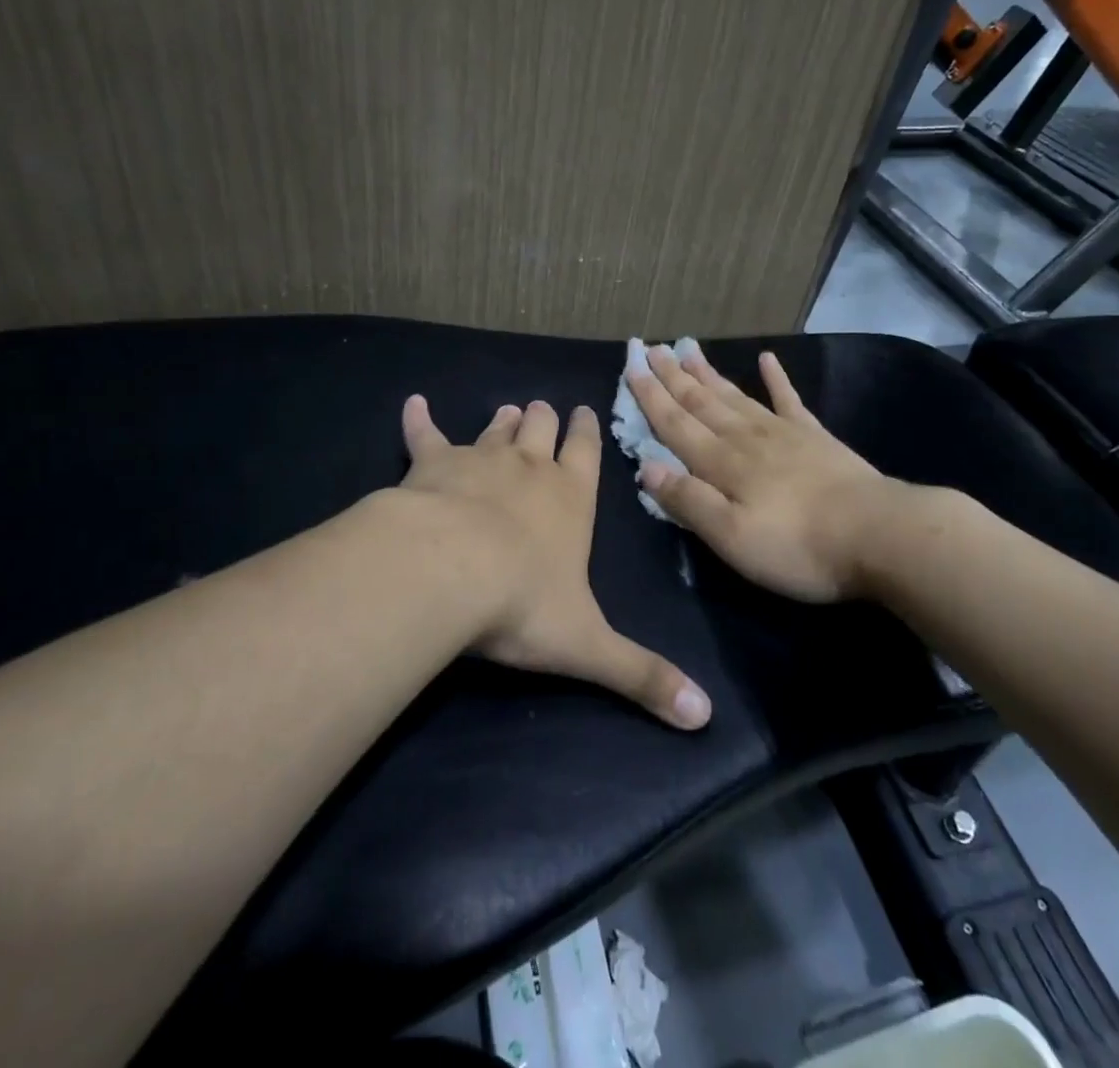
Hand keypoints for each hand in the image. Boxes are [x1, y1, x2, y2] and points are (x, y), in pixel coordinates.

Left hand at [398, 394, 712, 729]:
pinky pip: (424, 434)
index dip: (587, 432)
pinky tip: (414, 403)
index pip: (586, 454)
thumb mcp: (589, 645)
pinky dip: (419, 419)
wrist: (447, 571)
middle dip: (544, 419)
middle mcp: (528, 468)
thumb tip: (704, 715)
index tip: (585, 410)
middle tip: (542, 409)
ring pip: (495, 430)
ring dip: (502, 421)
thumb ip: (642, 675)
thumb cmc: (522, 603)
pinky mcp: (431, 463)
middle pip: (540, 429)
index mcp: (570, 499)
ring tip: (508, 410)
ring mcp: (478, 459)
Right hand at [625, 345, 910, 602]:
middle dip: (672, 376)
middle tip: (650, 348)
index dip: (650, 396)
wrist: (880, 535)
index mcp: (721, 464)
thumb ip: (688, 501)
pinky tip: (768, 359)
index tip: (630, 366)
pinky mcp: (816, 438)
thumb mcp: (731, 537)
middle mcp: (745, 438)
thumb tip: (645, 466)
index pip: (675, 424)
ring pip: (734, 396)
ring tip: (688, 348)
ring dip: (707, 373)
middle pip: (700, 402)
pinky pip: (789, 400)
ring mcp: (783, 433)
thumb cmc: (798, 547)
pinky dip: (776, 379)